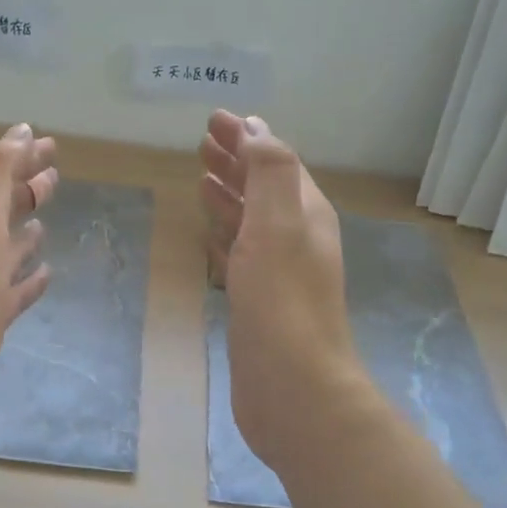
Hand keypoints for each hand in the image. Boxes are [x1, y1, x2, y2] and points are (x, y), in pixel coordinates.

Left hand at [0, 123, 57, 444]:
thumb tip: (21, 131)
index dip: (23, 158)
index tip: (50, 143)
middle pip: (3, 210)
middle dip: (27, 190)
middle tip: (55, 174)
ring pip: (8, 251)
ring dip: (26, 235)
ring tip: (45, 222)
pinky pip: (15, 292)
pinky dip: (30, 280)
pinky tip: (47, 274)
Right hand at [199, 111, 367, 473]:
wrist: (293, 388)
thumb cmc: (282, 303)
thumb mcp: (278, 225)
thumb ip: (270, 173)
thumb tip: (256, 129)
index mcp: (306, 214)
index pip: (276, 162)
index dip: (247, 138)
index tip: (214, 119)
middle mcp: (296, 239)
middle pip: (263, 188)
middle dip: (235, 162)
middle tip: (201, 144)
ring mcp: (277, 274)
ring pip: (250, 222)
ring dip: (229, 196)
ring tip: (201, 178)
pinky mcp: (257, 303)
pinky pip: (239, 256)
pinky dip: (224, 236)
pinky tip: (209, 233)